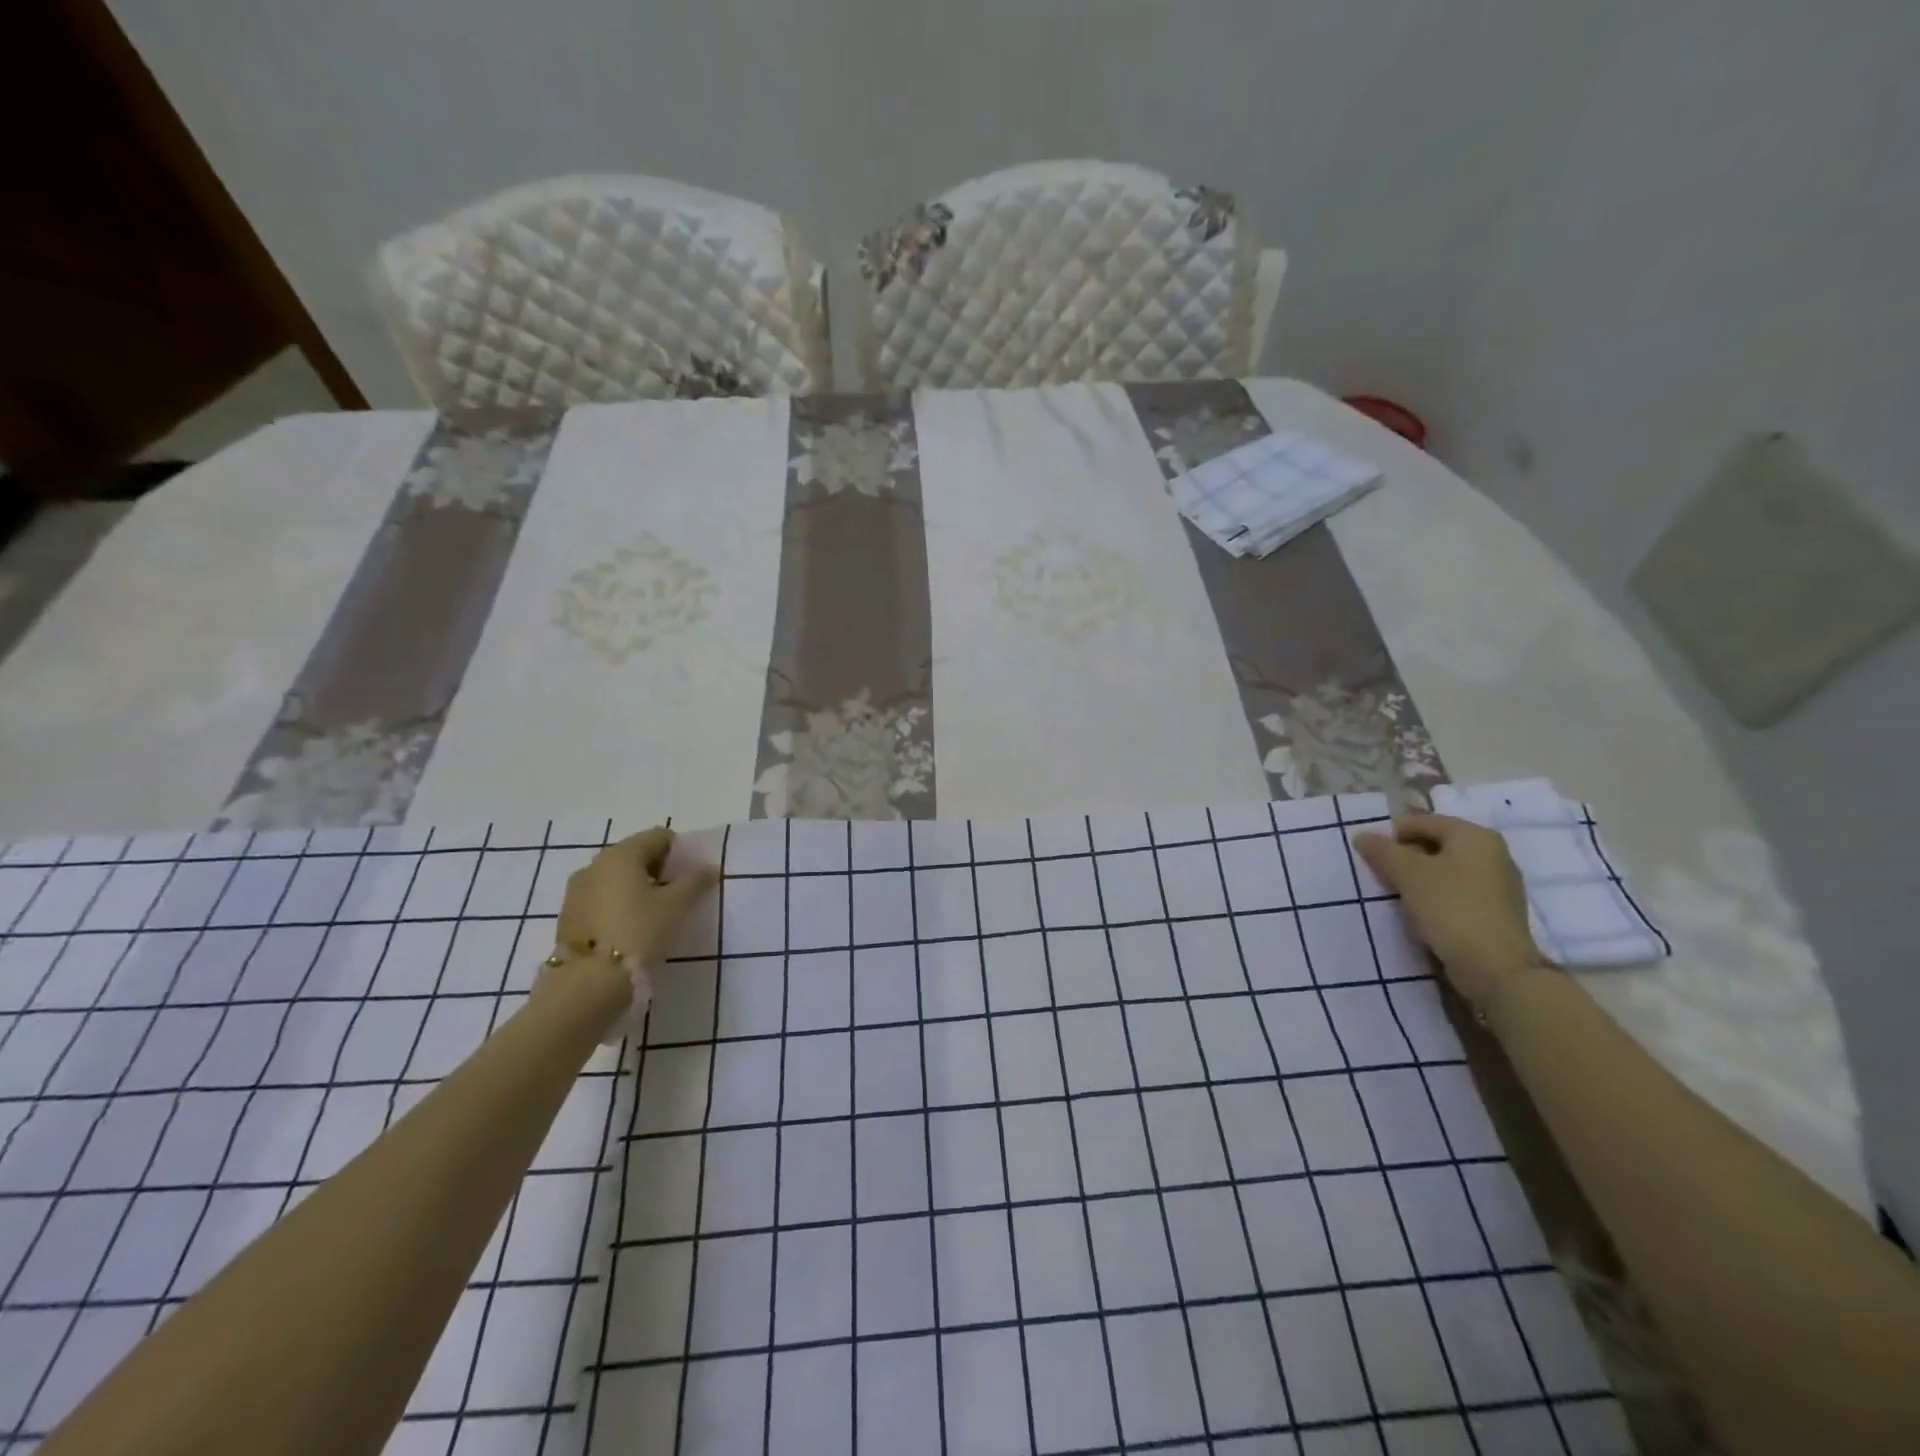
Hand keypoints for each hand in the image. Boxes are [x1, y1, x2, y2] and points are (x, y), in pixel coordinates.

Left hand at [556, 827, 722, 965]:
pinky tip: (628, 927)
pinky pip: (600, 897)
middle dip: (658, 869)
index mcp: (622, 854)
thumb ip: (695, 882)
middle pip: (635, 854)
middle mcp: (595, 864)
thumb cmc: (638, 932)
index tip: (690, 876)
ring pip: (615, 877)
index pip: (658, 837)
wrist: (588, 981)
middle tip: (675, 895)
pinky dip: (617, 903)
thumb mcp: (676, 906)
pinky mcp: (569, 914)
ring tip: (653, 914)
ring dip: (636, 887)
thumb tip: (711, 868)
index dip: (679, 852)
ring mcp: (577, 889)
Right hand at [1352, 814, 1545, 1011]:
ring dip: (1420, 879)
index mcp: (1474, 835)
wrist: (1497, 968)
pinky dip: (1437, 897)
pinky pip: (1458, 892)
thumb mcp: (1408, 874)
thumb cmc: (1451, 908)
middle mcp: (1492, 852)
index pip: (1421, 822)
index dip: (1392, 837)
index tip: (1373, 860)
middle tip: (1384, 878)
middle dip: (1406, 858)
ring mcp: (1499, 883)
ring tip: (1400, 897)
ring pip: (1446, 870)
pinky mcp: (1498, 911)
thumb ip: (1382, 851)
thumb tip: (1362, 836)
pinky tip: (1423, 914)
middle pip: (1435, 845)